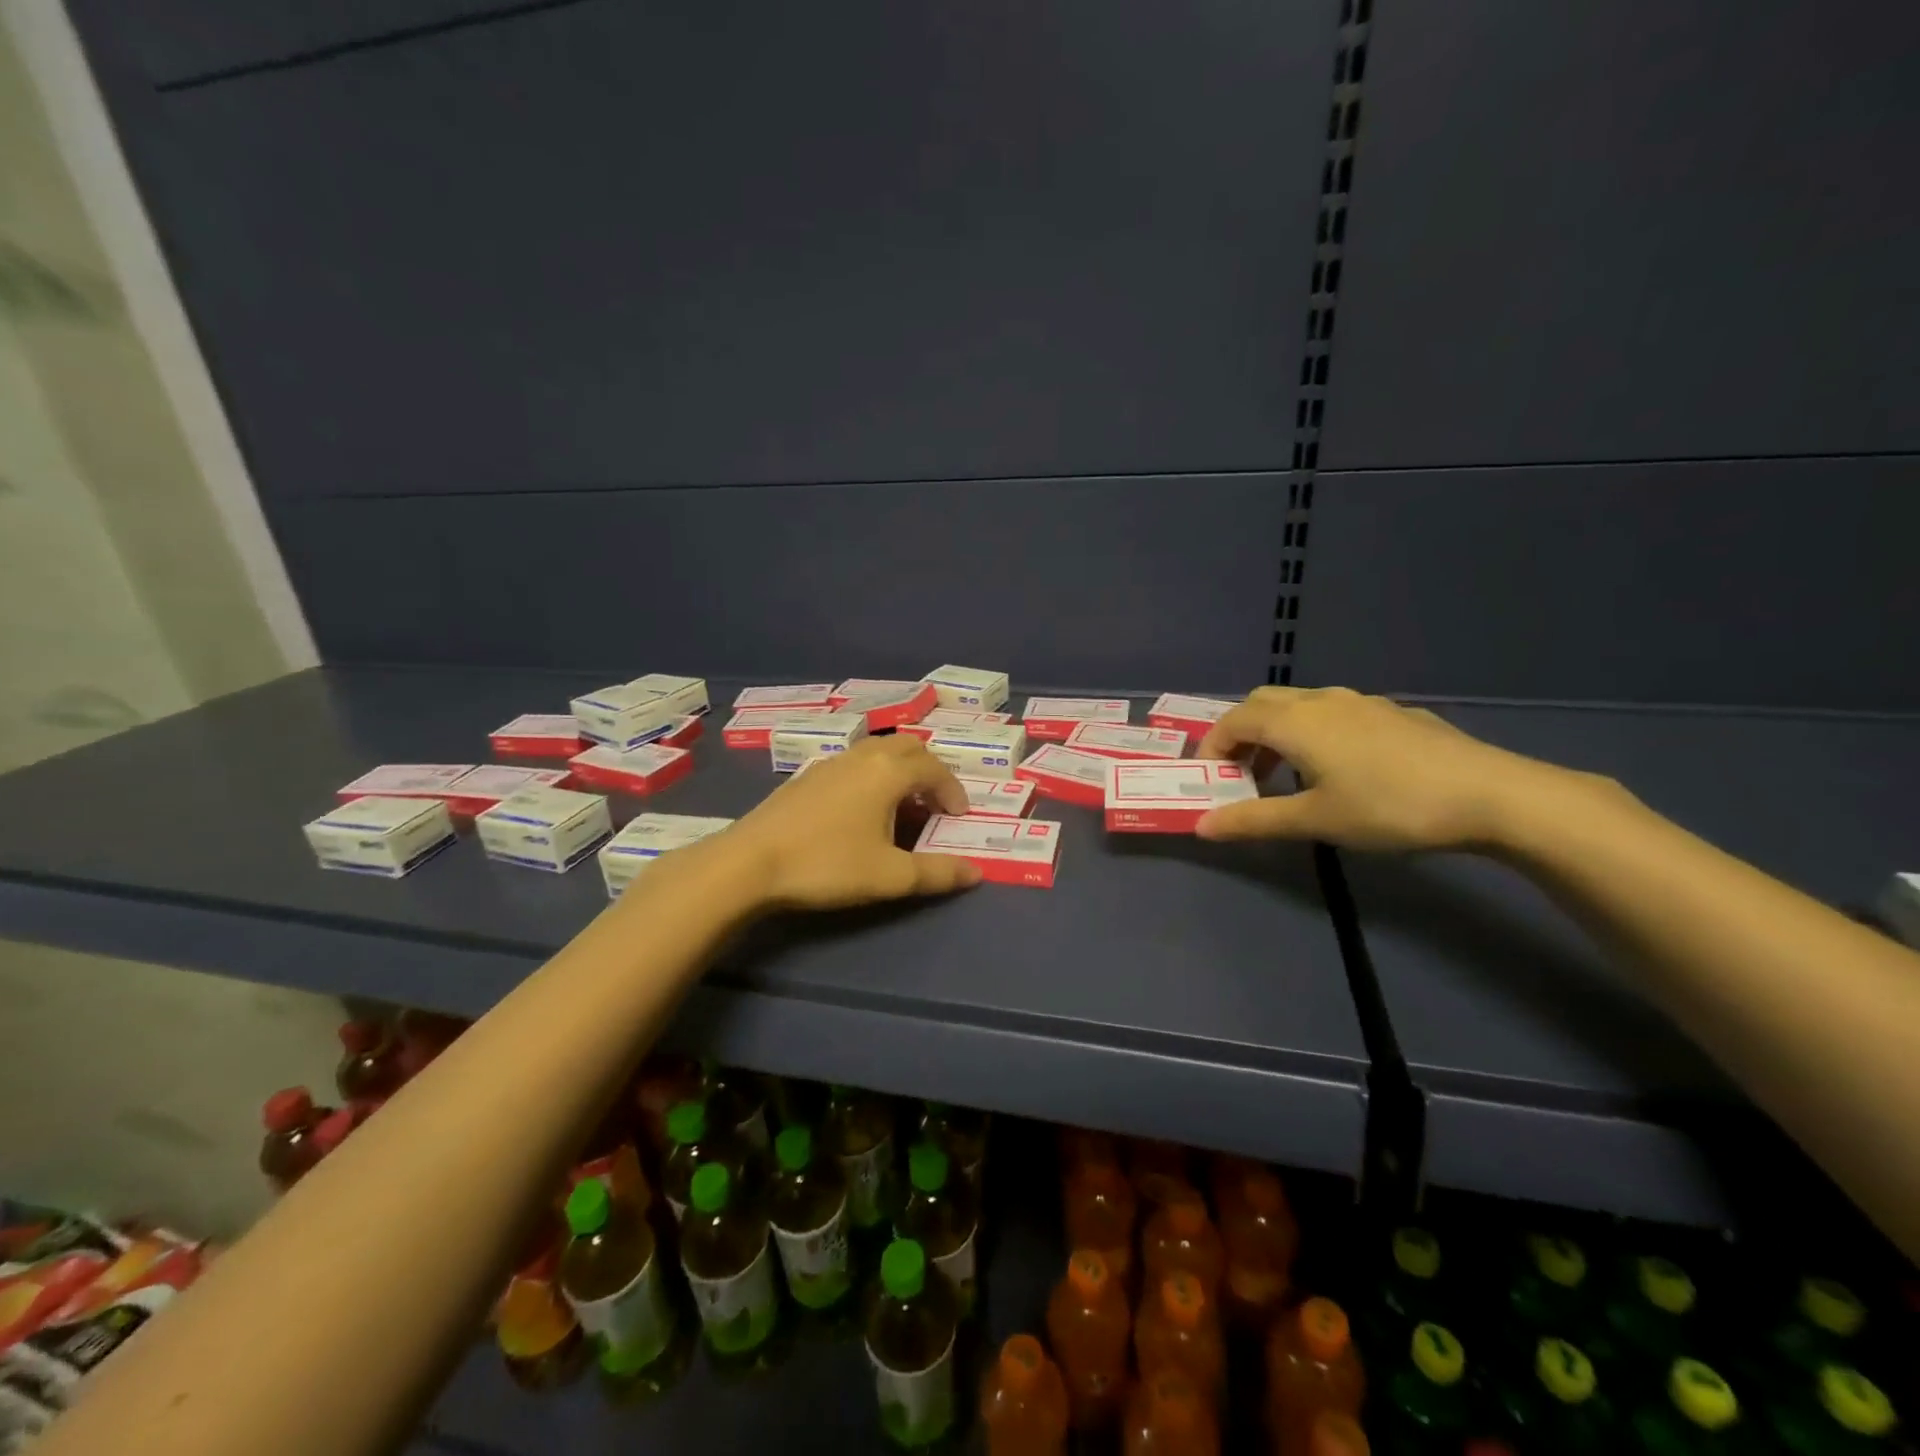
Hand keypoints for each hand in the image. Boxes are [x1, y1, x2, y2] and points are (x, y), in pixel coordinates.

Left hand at [719, 735, 982, 908]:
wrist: (750, 862)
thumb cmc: (827, 865)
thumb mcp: (890, 876)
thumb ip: (937, 873)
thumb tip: (976, 873)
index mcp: (888, 772)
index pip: (934, 769)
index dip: (953, 790)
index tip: (958, 816)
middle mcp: (863, 756)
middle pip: (908, 747)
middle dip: (929, 770)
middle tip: (934, 801)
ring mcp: (831, 762)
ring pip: (877, 750)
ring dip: (899, 769)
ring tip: (901, 803)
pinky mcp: (806, 775)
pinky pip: (853, 762)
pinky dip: (872, 773)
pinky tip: (860, 807)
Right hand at [1193, 686, 1554, 850]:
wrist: (1489, 794)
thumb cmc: (1388, 807)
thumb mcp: (1315, 820)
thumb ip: (1254, 820)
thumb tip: (1201, 826)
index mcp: (1295, 722)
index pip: (1233, 721)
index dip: (1213, 747)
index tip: (1210, 779)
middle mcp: (1321, 700)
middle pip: (1262, 703)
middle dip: (1242, 734)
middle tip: (1244, 774)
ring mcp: (1361, 702)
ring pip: (1300, 704)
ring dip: (1278, 732)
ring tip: (1287, 774)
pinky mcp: (1392, 712)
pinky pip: (1334, 712)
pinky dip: (1313, 731)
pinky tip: (1340, 768)